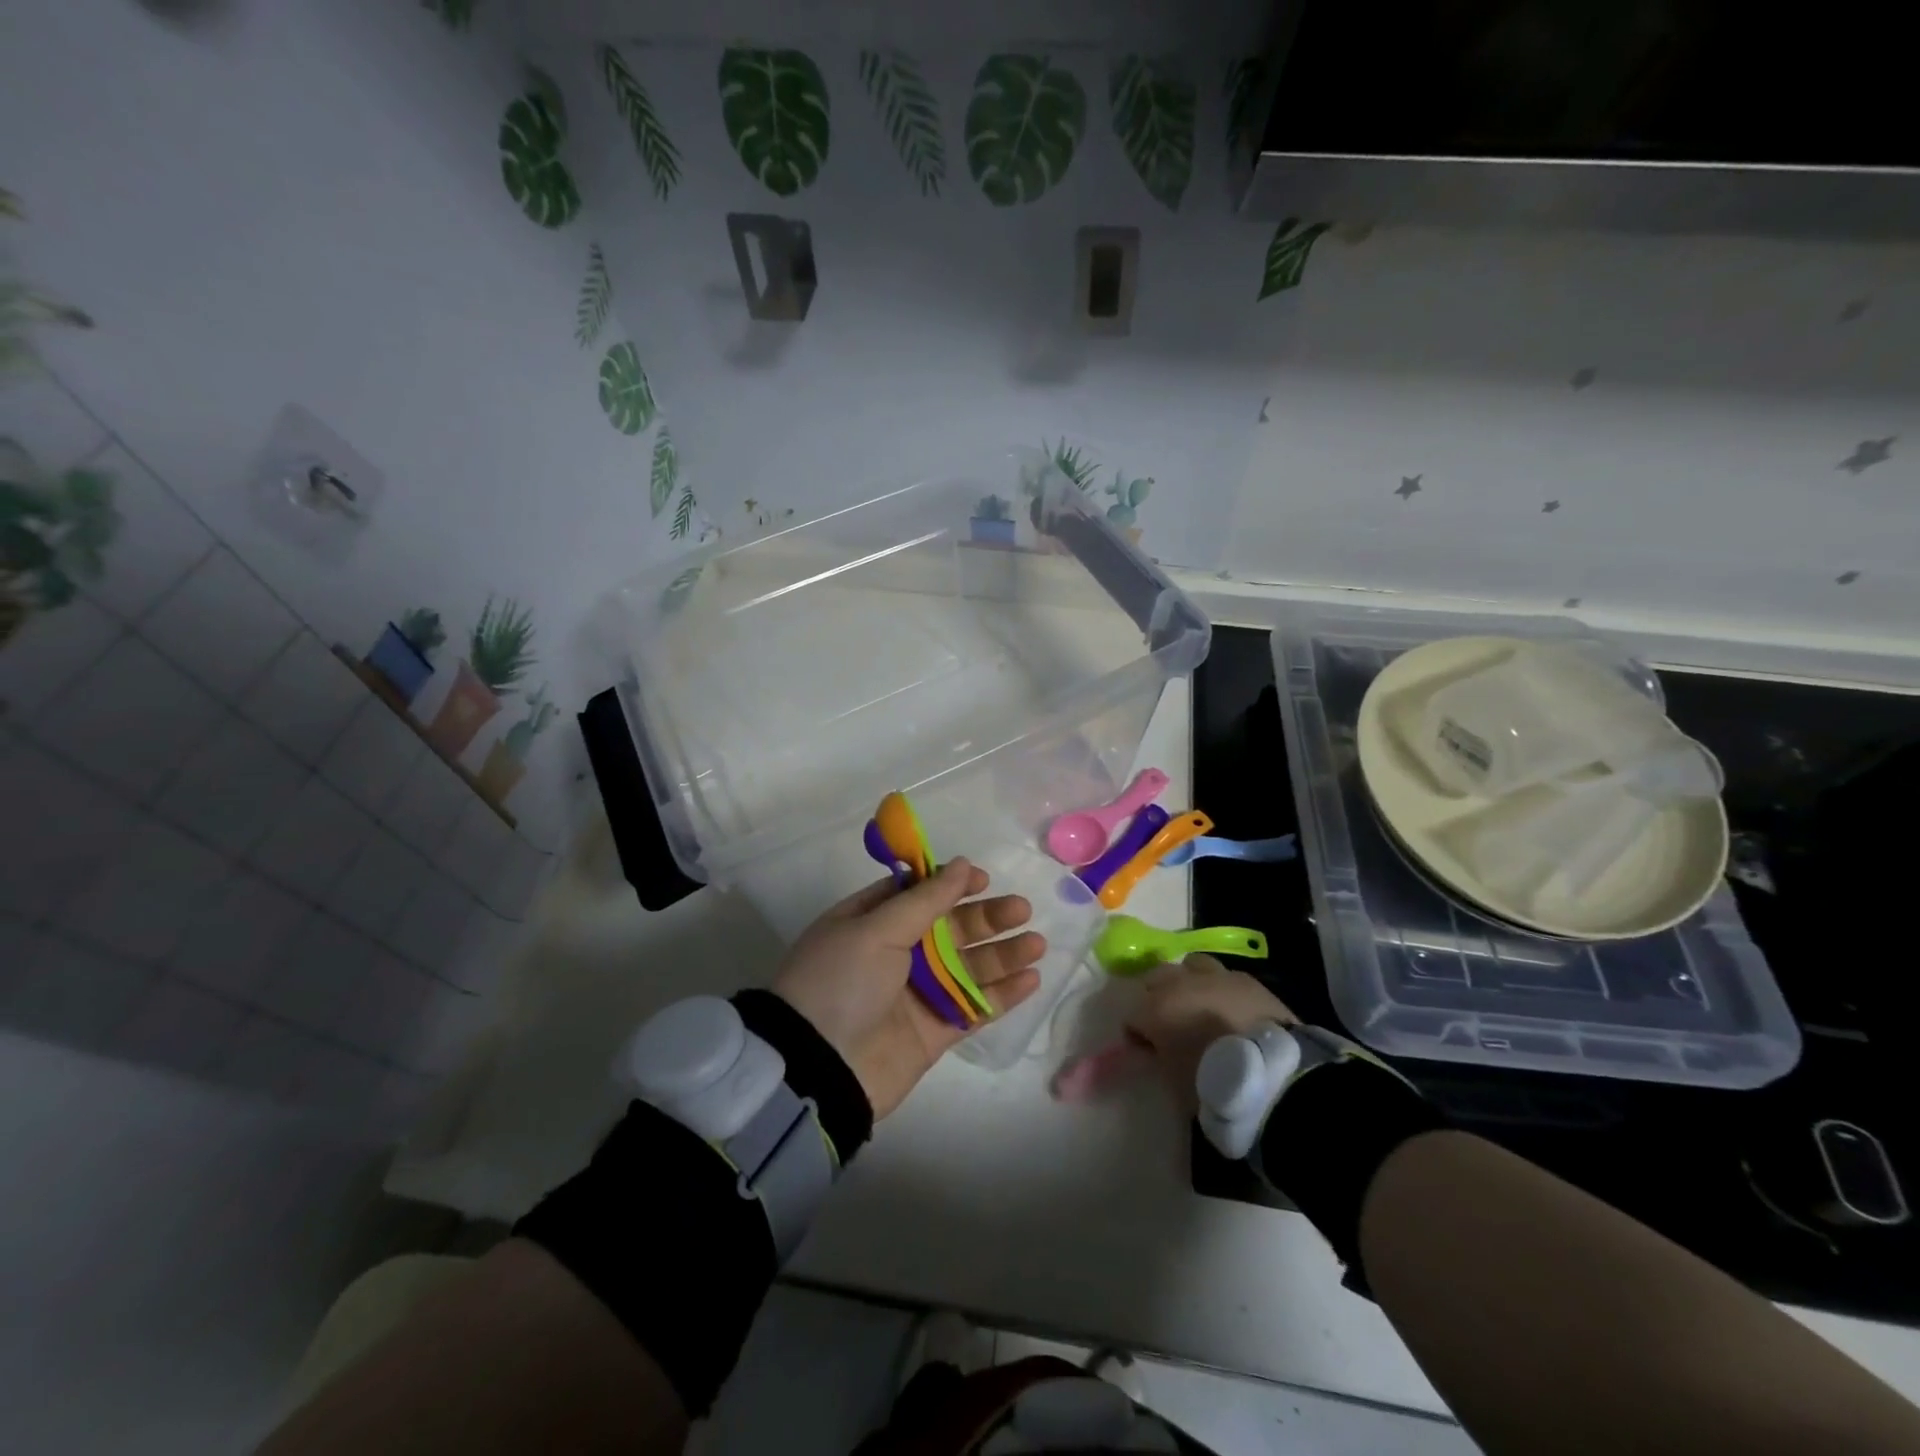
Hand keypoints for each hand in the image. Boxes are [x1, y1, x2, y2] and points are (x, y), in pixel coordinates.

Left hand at [772, 859, 1045, 1119]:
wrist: (820, 1067)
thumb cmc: (841, 981)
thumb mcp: (876, 928)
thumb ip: (925, 899)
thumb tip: (961, 863)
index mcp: (872, 922)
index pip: (917, 894)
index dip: (951, 884)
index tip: (982, 880)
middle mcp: (895, 954)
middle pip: (950, 929)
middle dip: (986, 918)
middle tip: (1021, 910)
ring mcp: (917, 994)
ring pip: (968, 967)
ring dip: (1003, 955)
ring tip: (1037, 944)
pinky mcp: (934, 1031)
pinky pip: (974, 1007)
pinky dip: (1002, 994)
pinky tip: (1031, 979)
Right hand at [1125, 954, 1296, 1112]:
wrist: (1273, 1074)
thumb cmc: (1214, 1084)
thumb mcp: (1174, 1080)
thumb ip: (1158, 1057)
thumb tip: (1152, 1049)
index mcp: (1155, 1009)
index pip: (1131, 1016)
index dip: (1136, 1033)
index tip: (1146, 1050)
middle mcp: (1179, 983)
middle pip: (1156, 978)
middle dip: (1156, 995)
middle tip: (1168, 1020)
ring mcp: (1214, 976)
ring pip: (1190, 965)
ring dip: (1188, 981)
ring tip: (1198, 1003)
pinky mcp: (1245, 979)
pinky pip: (1223, 975)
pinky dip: (1219, 987)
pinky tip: (1228, 1006)